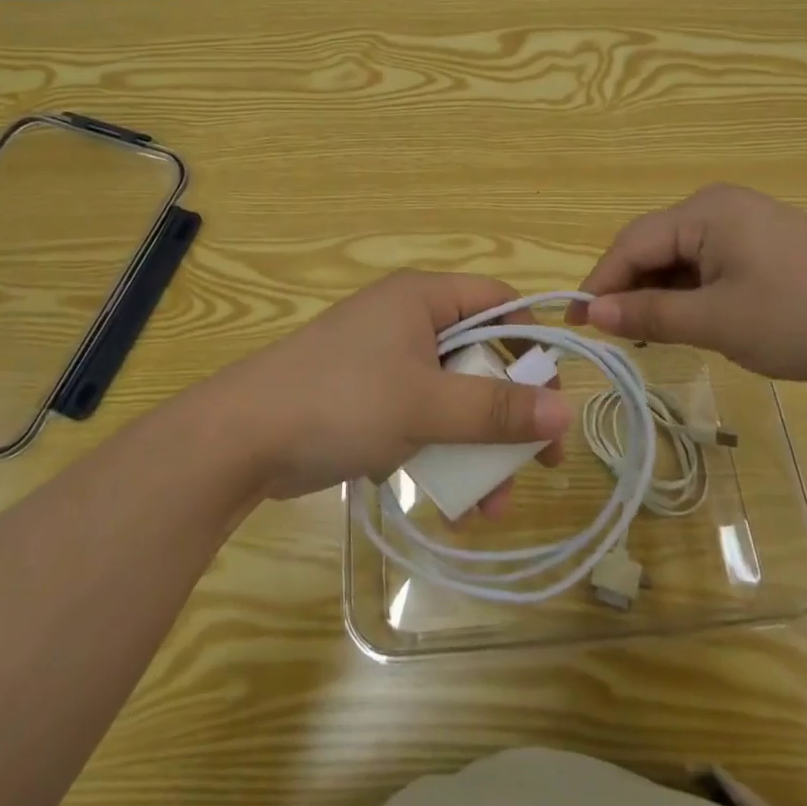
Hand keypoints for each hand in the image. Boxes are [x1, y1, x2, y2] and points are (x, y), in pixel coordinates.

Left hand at [208, 271, 571, 502]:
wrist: (242, 438)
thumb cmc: (343, 401)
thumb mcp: (426, 405)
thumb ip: (496, 409)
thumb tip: (565, 411)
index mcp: (422, 299)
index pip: (498, 302)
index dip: (531, 342)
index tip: (551, 395)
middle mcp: (407, 321)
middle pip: (478, 357)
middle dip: (507, 415)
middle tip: (539, 463)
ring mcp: (385, 362)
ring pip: (451, 398)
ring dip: (476, 448)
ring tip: (491, 506)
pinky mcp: (367, 400)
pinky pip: (420, 419)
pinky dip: (440, 454)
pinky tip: (452, 504)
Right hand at [567, 184, 806, 381]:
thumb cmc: (803, 317)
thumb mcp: (718, 322)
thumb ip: (650, 315)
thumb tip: (591, 312)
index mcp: (703, 212)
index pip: (631, 244)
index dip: (600, 283)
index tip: (577, 323)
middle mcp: (718, 205)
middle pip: (654, 246)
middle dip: (631, 289)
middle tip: (616, 337)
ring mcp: (745, 222)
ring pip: (681, 257)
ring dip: (662, 294)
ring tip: (653, 336)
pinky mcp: (764, 242)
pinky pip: (709, 262)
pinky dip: (692, 292)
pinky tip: (694, 321)